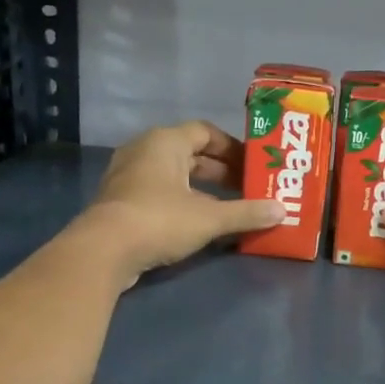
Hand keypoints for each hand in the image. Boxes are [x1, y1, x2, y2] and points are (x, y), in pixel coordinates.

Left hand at [72, 121, 283, 286]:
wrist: (103, 251)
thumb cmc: (159, 220)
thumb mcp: (209, 217)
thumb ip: (246, 212)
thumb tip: (282, 210)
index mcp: (166, 141)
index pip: (205, 132)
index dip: (232, 148)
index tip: (253, 165)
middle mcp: (144, 150)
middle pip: (190, 153)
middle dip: (220, 170)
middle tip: (246, 187)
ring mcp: (128, 175)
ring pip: (173, 174)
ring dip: (201, 188)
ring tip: (228, 206)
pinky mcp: (120, 201)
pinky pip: (158, 192)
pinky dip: (181, 201)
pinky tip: (198, 223)